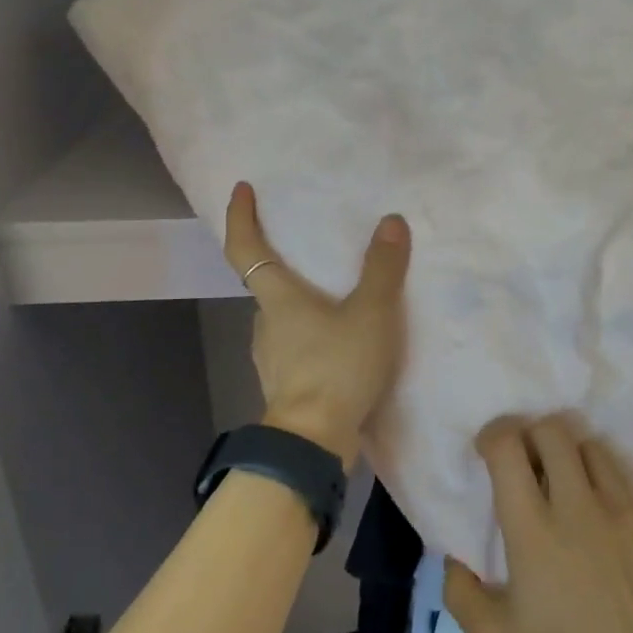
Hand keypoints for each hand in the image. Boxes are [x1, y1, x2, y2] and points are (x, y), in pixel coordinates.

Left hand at [224, 182, 410, 466]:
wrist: (315, 442)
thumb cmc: (336, 368)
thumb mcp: (371, 314)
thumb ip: (383, 269)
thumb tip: (391, 222)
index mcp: (278, 299)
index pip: (246, 249)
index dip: (241, 217)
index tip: (241, 189)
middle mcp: (266, 324)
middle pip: (266, 284)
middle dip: (284, 263)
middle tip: (313, 249)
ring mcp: (273, 358)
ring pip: (284, 319)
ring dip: (303, 303)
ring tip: (339, 297)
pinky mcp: (288, 386)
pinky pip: (298, 347)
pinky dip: (314, 335)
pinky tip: (342, 341)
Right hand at [442, 414, 632, 632]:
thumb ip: (461, 595)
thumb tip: (454, 560)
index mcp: (534, 530)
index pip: (508, 448)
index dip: (494, 435)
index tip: (490, 449)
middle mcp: (579, 506)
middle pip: (553, 431)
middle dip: (533, 436)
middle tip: (529, 463)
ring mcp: (624, 510)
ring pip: (593, 449)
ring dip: (573, 459)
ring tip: (570, 490)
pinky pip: (627, 490)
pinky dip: (609, 498)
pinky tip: (609, 535)